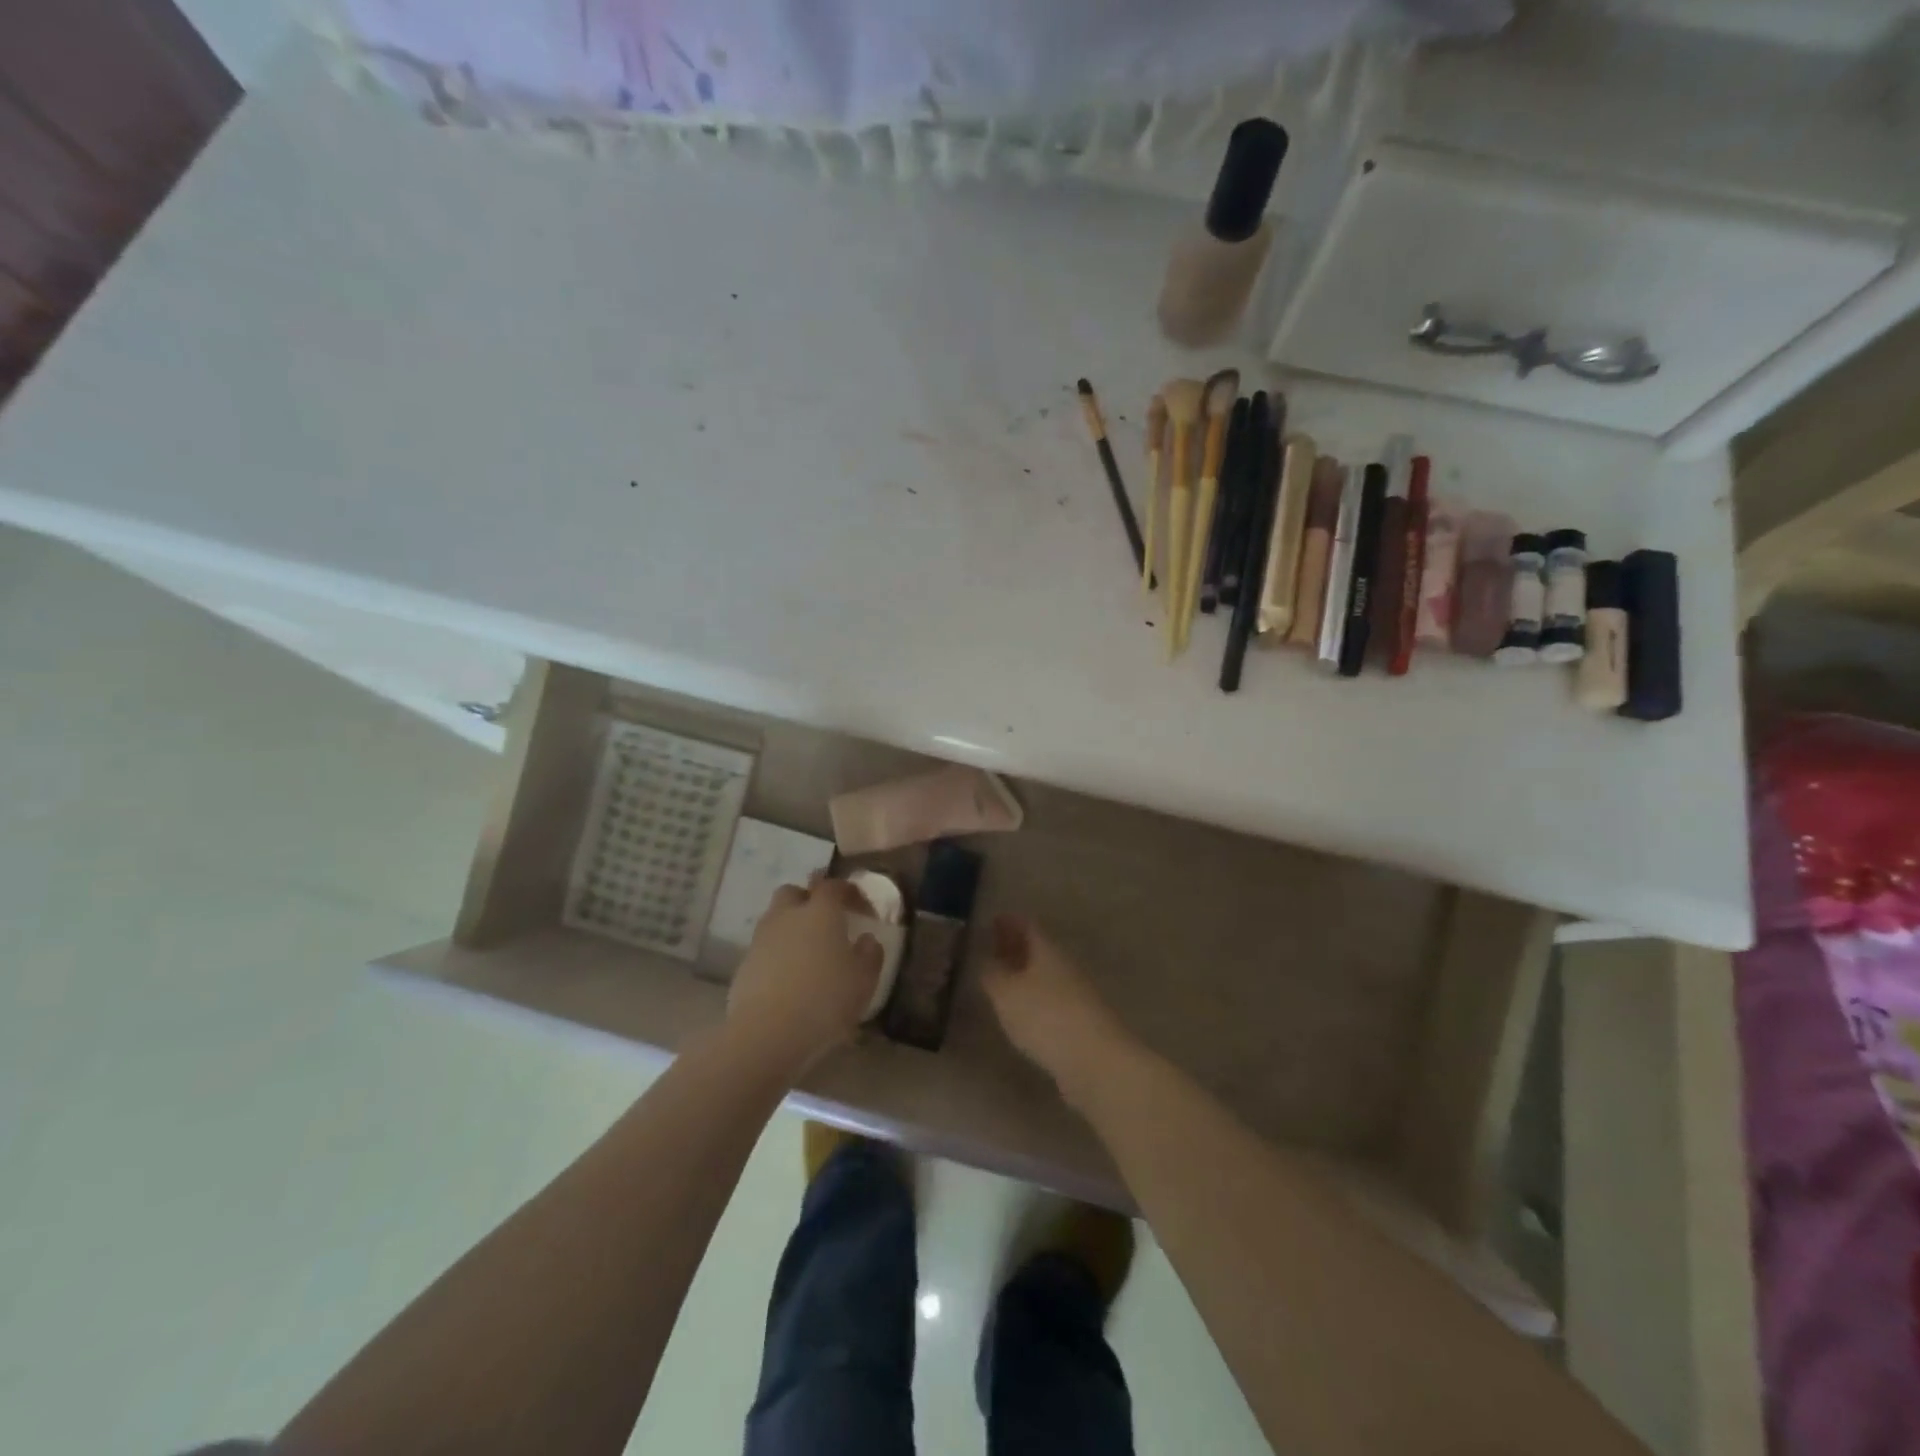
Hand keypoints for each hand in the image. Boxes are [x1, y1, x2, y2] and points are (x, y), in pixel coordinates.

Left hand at [727, 877, 881, 1077]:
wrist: (766, 1034)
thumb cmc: (825, 1000)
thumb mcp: (864, 980)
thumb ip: (870, 954)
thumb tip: (867, 940)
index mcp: (820, 912)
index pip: (833, 886)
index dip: (849, 892)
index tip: (862, 909)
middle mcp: (788, 916)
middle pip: (794, 893)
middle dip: (809, 900)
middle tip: (826, 921)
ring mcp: (761, 939)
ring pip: (775, 919)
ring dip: (791, 927)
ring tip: (807, 952)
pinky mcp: (744, 965)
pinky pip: (765, 947)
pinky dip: (778, 953)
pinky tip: (789, 976)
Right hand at [980, 914, 1132, 1104]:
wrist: (1097, 1062)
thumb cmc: (1046, 1017)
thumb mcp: (1006, 993)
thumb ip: (992, 973)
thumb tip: (985, 959)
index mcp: (1048, 950)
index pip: (1028, 926)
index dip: (1010, 921)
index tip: (993, 919)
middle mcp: (1065, 967)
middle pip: (1039, 949)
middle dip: (1016, 946)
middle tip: (993, 947)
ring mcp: (1077, 995)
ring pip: (1046, 975)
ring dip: (1025, 974)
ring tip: (1002, 979)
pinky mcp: (1081, 1024)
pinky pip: (1052, 1000)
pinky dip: (1035, 998)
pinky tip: (1023, 1011)